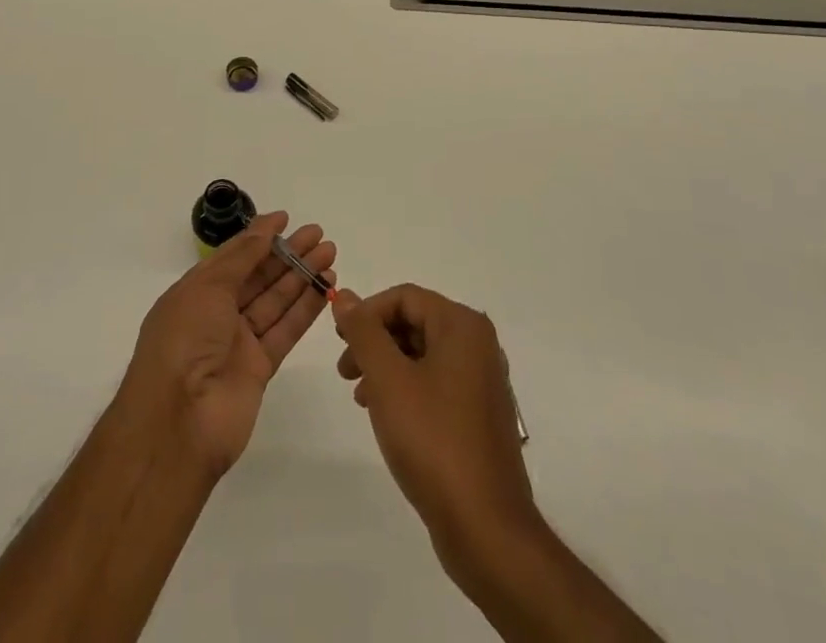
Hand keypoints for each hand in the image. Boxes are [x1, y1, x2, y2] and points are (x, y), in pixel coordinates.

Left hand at [118, 212, 336, 476]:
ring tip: (330, 254)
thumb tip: (264, 227)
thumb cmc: (184, 341)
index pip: (233, 256)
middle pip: (258, 277)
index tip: (286, 219)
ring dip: (302, 277)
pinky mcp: (259, 368)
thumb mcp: (207, 287)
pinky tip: (325, 287)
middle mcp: (217, 314)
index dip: (259, 237)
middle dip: (288, 254)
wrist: (178, 423)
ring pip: (275, 301)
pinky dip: (305, 309)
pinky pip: (285, 331)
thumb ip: (242, 257)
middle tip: (319, 234)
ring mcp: (238, 342)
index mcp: (196, 292)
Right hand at [333, 285, 537, 556]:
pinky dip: (406, 389)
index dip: (367, 313)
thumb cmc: (433, 441)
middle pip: (415, 322)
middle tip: (344, 369)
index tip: (339, 339)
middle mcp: (478, 344)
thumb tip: (346, 296)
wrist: (486, 528)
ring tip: (359, 396)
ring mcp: (482, 381)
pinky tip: (386, 416)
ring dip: (386, 367)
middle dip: (375, 341)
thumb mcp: (388, 379)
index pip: (405, 297)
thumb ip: (364, 332)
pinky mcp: (479, 414)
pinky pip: (436, 383)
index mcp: (462, 326)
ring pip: (423, 354)